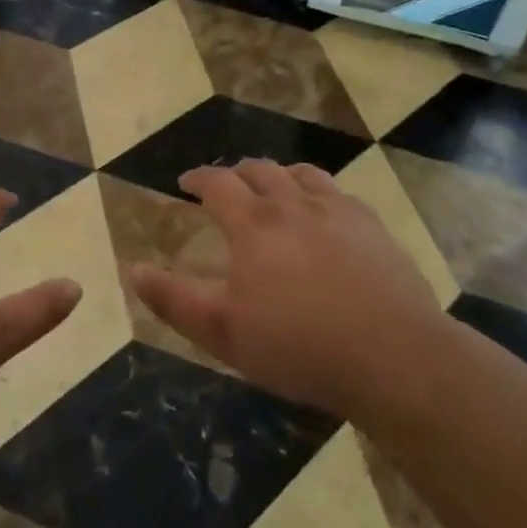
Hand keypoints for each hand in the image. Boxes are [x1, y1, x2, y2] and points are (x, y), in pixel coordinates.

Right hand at [129, 160, 444, 419]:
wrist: (394, 357)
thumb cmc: (299, 347)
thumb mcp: (223, 333)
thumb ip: (174, 300)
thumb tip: (132, 270)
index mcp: (254, 225)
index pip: (218, 183)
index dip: (198, 178)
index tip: (185, 182)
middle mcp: (293, 204)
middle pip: (260, 170)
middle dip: (236, 172)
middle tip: (226, 186)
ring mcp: (338, 211)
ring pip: (301, 174)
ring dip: (278, 175)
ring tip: (272, 188)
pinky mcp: (373, 227)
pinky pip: (339, 192)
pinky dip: (318, 191)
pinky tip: (323, 210)